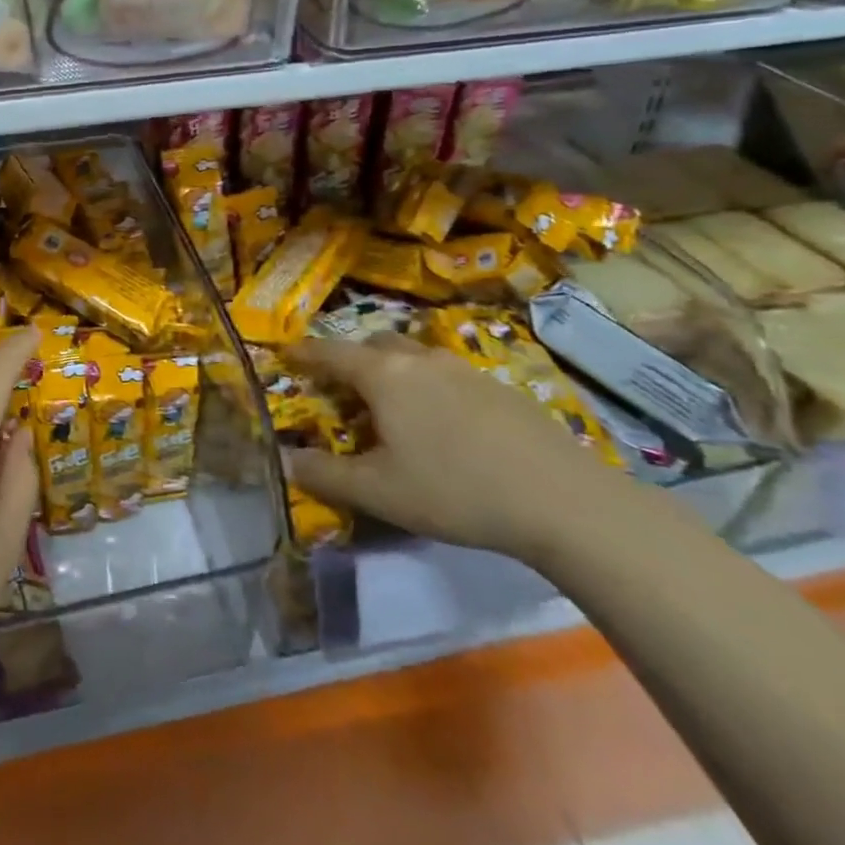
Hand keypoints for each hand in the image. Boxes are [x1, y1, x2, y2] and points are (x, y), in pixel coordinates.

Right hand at [282, 334, 619, 560]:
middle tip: (342, 389)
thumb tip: (284, 460)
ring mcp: (463, 368)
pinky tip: (442, 424)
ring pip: (413, 357)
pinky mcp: (498, 386)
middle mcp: (420, 359)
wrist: (561, 499)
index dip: (304, 353)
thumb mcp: (378, 492)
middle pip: (374, 345)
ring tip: (392, 407)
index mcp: (384, 375)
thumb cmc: (454, 490)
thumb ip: (325, 475)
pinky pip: (446, 373)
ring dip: (392, 371)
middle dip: (351, 360)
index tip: (286, 353)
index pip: (331, 353)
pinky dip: (428, 386)